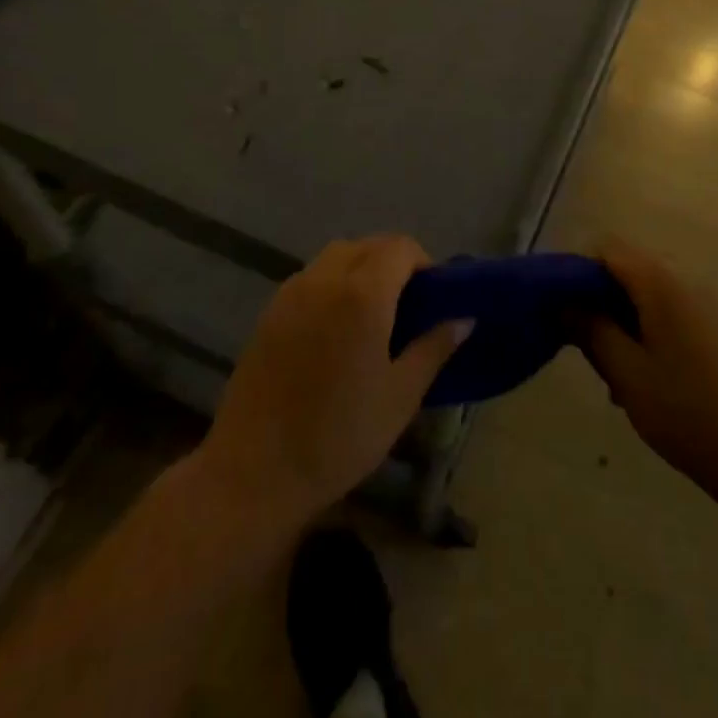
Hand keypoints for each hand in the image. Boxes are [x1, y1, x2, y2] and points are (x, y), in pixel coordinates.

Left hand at [195, 235, 470, 533]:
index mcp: (362, 294)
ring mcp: (291, 293)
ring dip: (362, 268)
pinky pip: (311, 278)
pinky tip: (336, 330)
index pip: (400, 248)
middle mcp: (325, 280)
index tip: (433, 298)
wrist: (253, 472)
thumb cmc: (339, 436)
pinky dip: (333, 284)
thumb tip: (464, 318)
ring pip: (336, 257)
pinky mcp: (269, 313)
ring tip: (372, 315)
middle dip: (394, 262)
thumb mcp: (401, 396)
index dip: (423, 263)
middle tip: (408, 306)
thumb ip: (434, 348)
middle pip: (368, 245)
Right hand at [578, 242, 717, 503]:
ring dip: (625, 321)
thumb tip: (563, 301)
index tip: (560, 310)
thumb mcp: (626, 372)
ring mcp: (710, 302)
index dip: (577, 271)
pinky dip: (651, 331)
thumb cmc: (687, 412)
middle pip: (629, 269)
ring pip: (650, 295)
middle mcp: (688, 278)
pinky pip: (674, 312)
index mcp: (661, 281)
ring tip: (616, 375)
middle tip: (586, 348)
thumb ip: (591, 329)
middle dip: (601, 300)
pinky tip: (649, 379)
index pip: (607, 248)